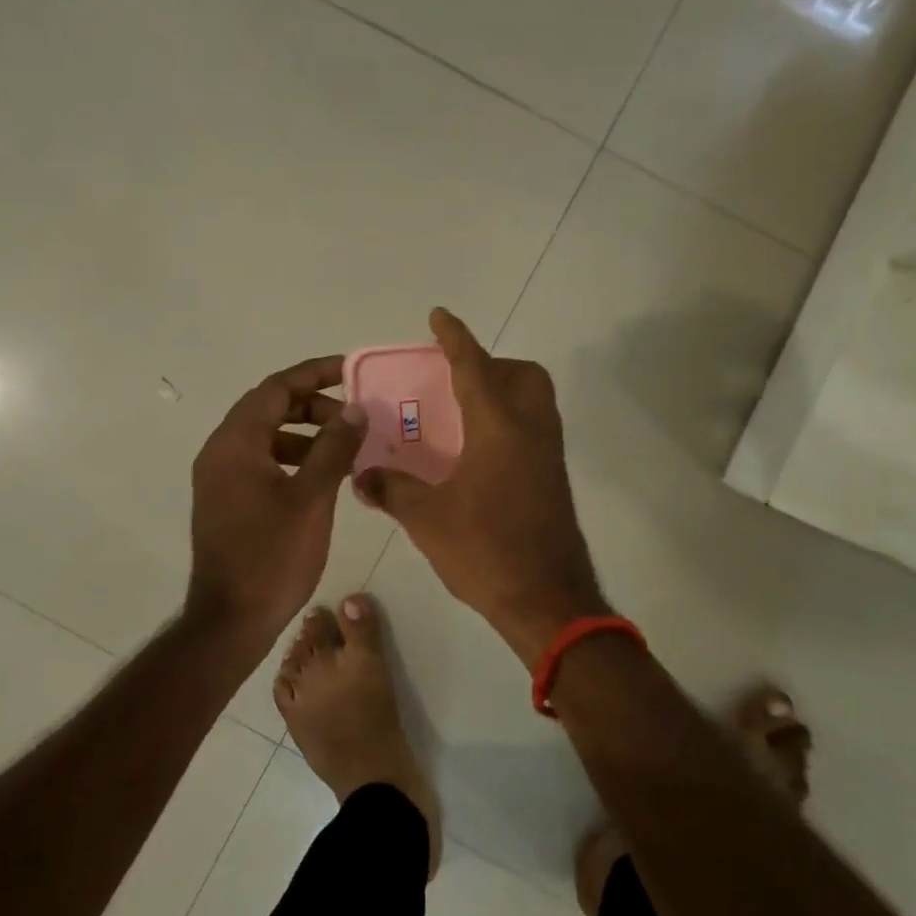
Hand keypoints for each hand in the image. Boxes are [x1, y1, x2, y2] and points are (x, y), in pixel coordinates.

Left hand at [187, 356, 366, 648]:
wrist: (231, 621)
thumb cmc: (272, 556)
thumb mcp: (312, 498)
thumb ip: (334, 448)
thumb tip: (355, 409)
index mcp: (236, 443)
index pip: (276, 388)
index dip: (315, 373)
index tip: (351, 370)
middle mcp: (221, 451)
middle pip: (269, 407)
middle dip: (313, 404)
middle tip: (354, 415)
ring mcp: (220, 477)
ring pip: (267, 435)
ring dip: (305, 432)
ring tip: (345, 446)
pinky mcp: (226, 499)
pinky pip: (261, 460)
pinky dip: (293, 457)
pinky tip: (323, 475)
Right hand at [357, 309, 603, 664]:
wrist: (548, 600)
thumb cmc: (486, 551)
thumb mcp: (427, 519)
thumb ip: (392, 489)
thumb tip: (362, 475)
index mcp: (499, 428)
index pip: (474, 367)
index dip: (455, 338)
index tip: (439, 315)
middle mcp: (531, 430)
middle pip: (524, 375)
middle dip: (492, 365)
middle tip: (456, 383)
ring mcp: (549, 454)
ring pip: (535, 401)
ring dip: (504, 392)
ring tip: (464, 416)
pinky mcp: (554, 478)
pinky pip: (535, 429)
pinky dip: (511, 422)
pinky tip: (480, 454)